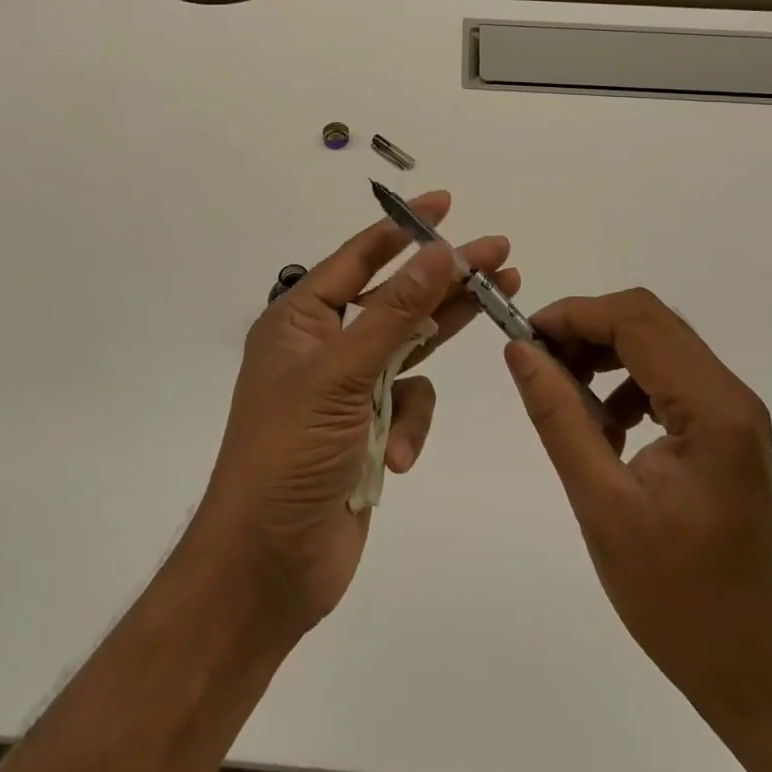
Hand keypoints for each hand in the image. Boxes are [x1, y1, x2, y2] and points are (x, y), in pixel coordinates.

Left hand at [193, 191, 516, 638]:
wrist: (267, 567)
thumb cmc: (290, 454)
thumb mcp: (342, 374)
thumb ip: (395, 312)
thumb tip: (438, 252)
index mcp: (301, 319)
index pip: (359, 256)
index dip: (403, 227)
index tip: (444, 204)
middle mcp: (325, 344)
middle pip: (396, 296)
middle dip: (445, 275)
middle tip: (498, 252)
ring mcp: (349, 387)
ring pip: (410, 344)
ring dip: (447, 330)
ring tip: (504, 295)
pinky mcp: (369, 427)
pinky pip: (408, 404)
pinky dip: (409, 425)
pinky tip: (398, 454)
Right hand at [502, 288, 771, 732]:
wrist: (758, 670)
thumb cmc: (680, 600)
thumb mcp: (603, 507)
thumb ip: (560, 418)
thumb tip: (520, 350)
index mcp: (712, 410)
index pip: (636, 321)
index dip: (574, 315)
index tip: (525, 338)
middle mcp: (731, 395)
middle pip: (649, 321)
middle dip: (586, 328)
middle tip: (539, 361)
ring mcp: (733, 412)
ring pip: (657, 342)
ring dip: (604, 351)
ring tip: (565, 393)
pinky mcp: (726, 429)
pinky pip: (668, 375)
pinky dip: (625, 380)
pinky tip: (604, 425)